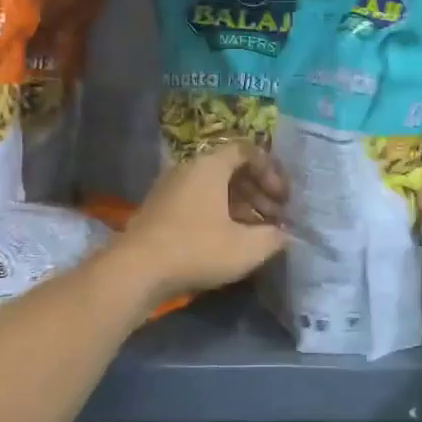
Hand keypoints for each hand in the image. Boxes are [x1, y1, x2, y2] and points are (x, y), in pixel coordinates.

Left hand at [117, 144, 288, 303]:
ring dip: (241, 205)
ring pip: (215, 188)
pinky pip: (198, 202)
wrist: (136, 271)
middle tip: (276, 217)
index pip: (247, 151)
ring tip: (258, 232)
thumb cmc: (197, 249)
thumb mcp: (247, 247)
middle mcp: (189, 168)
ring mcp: (171, 188)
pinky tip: (231, 241)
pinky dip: (220, 214)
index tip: (283, 199)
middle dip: (259, 191)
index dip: (271, 172)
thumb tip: (285, 234)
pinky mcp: (161, 210)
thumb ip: (274, 237)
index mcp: (210, 165)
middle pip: (232, 169)